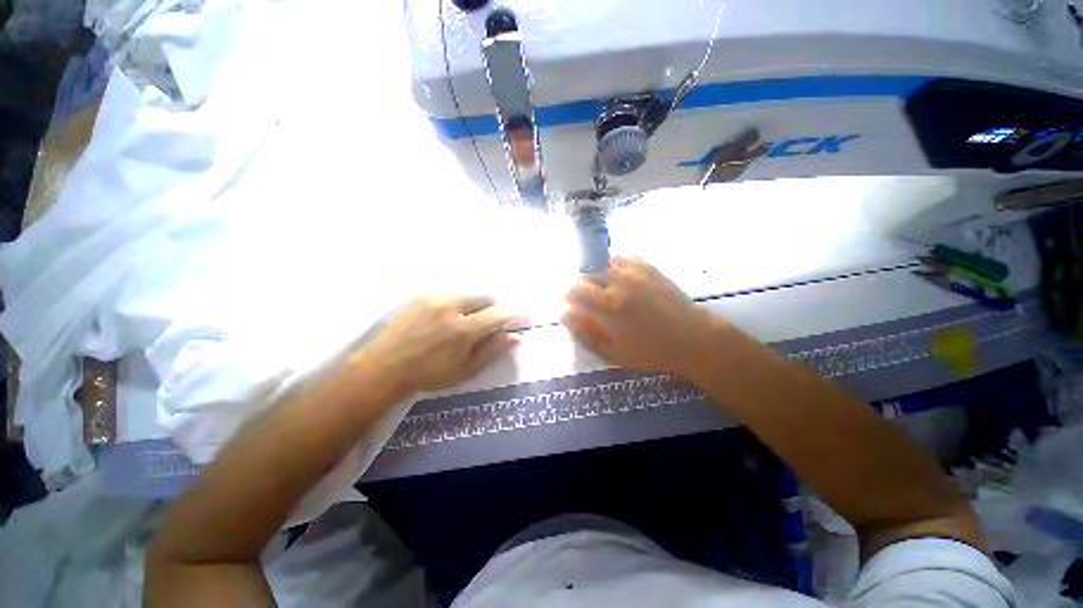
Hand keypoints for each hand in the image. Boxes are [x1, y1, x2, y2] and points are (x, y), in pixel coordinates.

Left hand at [353, 295, 519, 395]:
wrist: (383, 368)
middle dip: (491, 308)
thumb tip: (515, 337)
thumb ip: (492, 351)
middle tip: (484, 325)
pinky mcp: (420, 296)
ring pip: (467, 294)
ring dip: (473, 305)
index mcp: (464, 329)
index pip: (499, 315)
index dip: (515, 316)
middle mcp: (451, 307)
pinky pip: (449, 294)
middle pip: (485, 297)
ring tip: (461, 323)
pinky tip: (442, 320)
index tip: (523, 318)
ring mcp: (434, 298)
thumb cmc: (428, 375)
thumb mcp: (465, 370)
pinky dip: (455, 304)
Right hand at [561, 257, 726, 376]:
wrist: (693, 338)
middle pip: (586, 274)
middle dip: (580, 286)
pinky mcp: (648, 266)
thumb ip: (585, 333)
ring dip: (596, 274)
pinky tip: (617, 276)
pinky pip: (622, 255)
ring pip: (602, 262)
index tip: (568, 304)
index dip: (567, 295)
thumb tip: (564, 315)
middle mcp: (619, 281)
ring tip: (602, 289)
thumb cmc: (651, 351)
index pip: (575, 290)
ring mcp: (635, 271)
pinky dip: (613, 263)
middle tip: (586, 301)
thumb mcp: (613, 352)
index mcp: (609, 305)